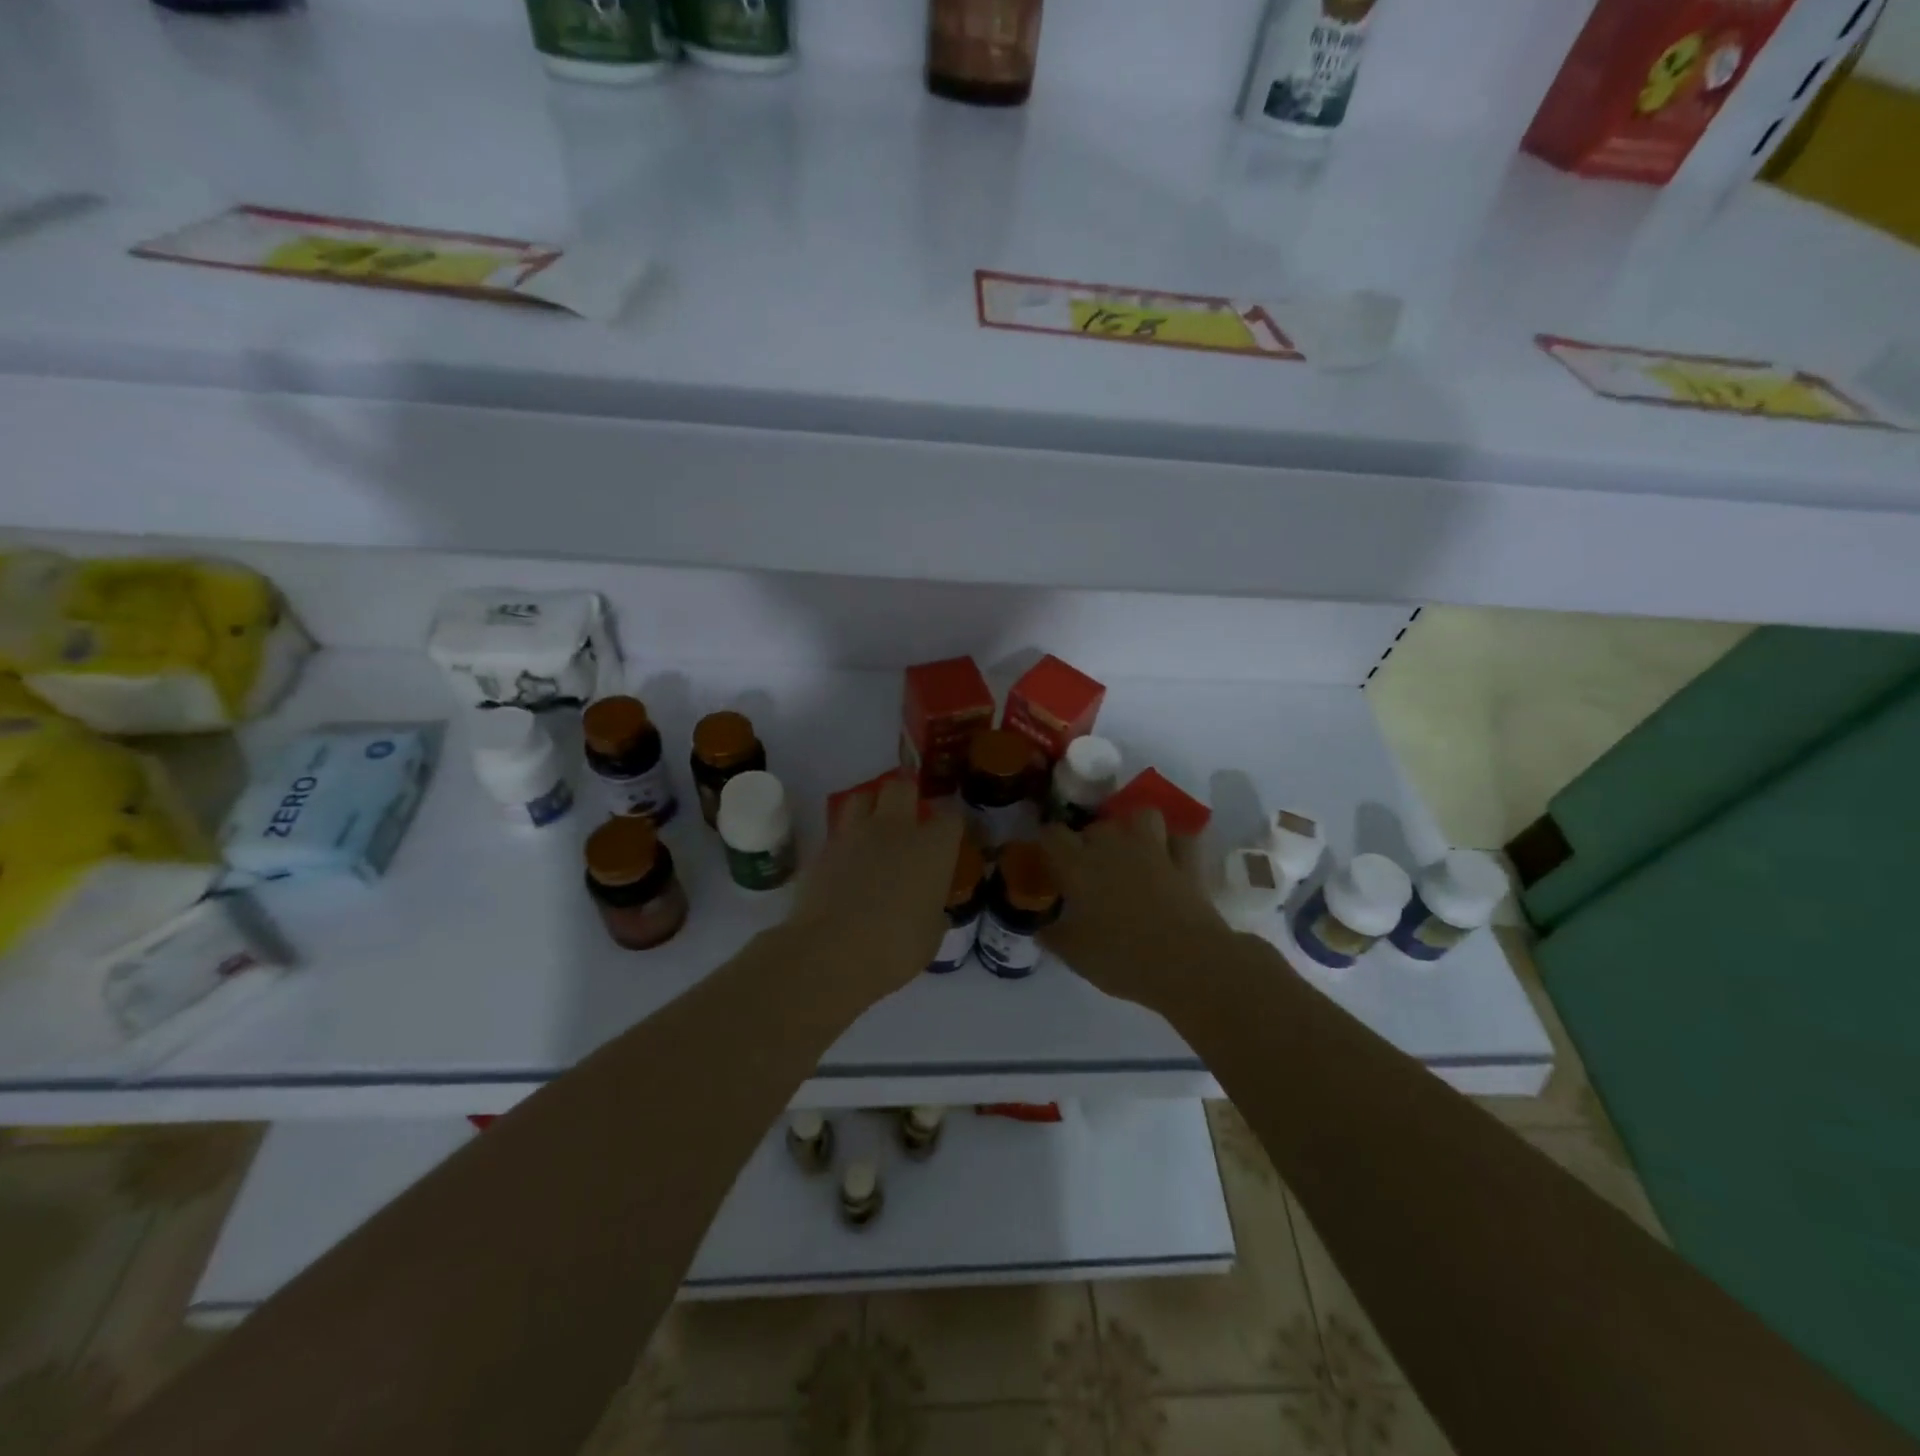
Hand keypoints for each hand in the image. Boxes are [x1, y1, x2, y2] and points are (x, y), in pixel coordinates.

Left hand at [785, 777, 964, 1006]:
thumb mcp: (930, 934)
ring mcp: (855, 834)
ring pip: (862, 796)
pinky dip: (846, 840)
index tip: (950, 836)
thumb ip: (933, 911)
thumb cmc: (896, 947)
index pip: (951, 816)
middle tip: (908, 814)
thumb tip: (930, 909)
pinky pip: (838, 831)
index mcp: (932, 847)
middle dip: (907, 793)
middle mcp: (895, 829)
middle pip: (902, 786)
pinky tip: (846, 861)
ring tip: (873, 826)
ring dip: (870, 805)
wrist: (832, 952)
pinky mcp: (823, 849)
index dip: (952, 824)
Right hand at [1038, 812, 1233, 1011]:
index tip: (1049, 862)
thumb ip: (1053, 937)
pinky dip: (1174, 845)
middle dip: (1089, 842)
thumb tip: (1041, 929)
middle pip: (1094, 826)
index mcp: (1078, 865)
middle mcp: (1112, 846)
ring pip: (1140, 816)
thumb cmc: (1122, 958)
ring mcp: (1153, 849)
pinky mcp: (1187, 862)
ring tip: (1129, 852)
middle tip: (1089, 871)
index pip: (1052, 834)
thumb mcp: (1075, 956)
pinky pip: (1180, 839)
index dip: (1048, 844)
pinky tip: (1169, 860)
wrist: (1188, 964)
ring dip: (1132, 829)